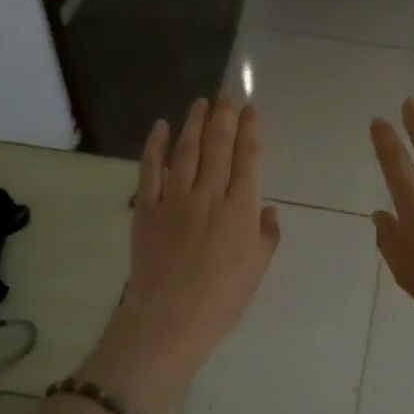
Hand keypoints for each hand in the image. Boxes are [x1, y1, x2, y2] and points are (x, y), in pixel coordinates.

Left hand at [76, 98, 280, 413]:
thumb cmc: (222, 299)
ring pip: (186, 151)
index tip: (250, 109)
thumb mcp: (257, 268)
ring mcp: (175, 199)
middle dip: (224, 116)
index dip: (250, 130)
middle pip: (218, 146)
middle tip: (227, 94)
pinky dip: (154, 146)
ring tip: (201, 103)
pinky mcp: (146, 208)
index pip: (248, 159)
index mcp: (240, 209)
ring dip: (194, 123)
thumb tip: (266, 209)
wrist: (170, 318)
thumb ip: (266, 235)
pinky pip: (150, 170)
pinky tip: (160, 127)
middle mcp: (209, 195)